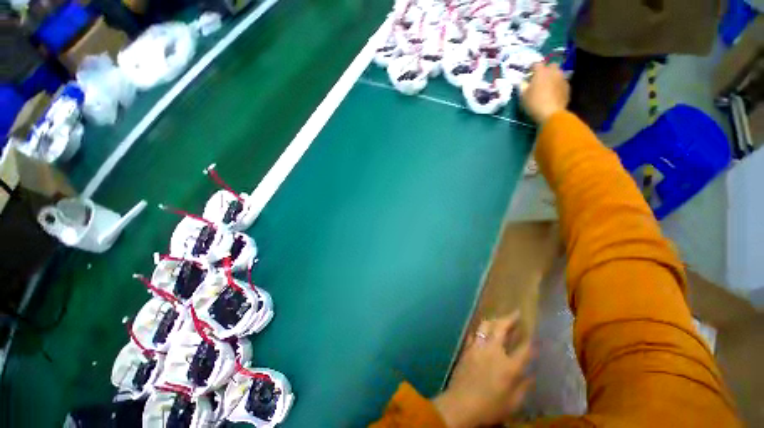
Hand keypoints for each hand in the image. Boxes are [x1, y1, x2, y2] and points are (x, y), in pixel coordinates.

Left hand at [432, 312, 533, 427]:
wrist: (461, 404)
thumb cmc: (490, 408)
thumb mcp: (513, 404)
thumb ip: (523, 387)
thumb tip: (531, 375)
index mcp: (509, 366)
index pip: (524, 350)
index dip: (531, 342)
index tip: (536, 336)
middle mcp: (494, 351)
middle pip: (502, 328)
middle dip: (510, 319)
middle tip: (516, 313)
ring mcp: (478, 347)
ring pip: (486, 326)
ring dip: (494, 320)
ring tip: (500, 319)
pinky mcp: (467, 348)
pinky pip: (474, 333)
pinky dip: (480, 330)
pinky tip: (482, 330)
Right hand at [521, 62, 569, 124]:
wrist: (551, 113)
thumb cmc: (534, 103)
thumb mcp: (523, 96)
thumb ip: (523, 86)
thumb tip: (523, 82)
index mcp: (541, 72)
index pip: (536, 64)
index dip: (531, 68)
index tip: (528, 74)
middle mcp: (554, 71)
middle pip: (551, 66)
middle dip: (546, 70)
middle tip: (540, 79)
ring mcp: (562, 79)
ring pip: (558, 73)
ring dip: (553, 77)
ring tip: (547, 86)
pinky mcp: (568, 87)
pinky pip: (561, 82)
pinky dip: (557, 85)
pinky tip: (553, 93)